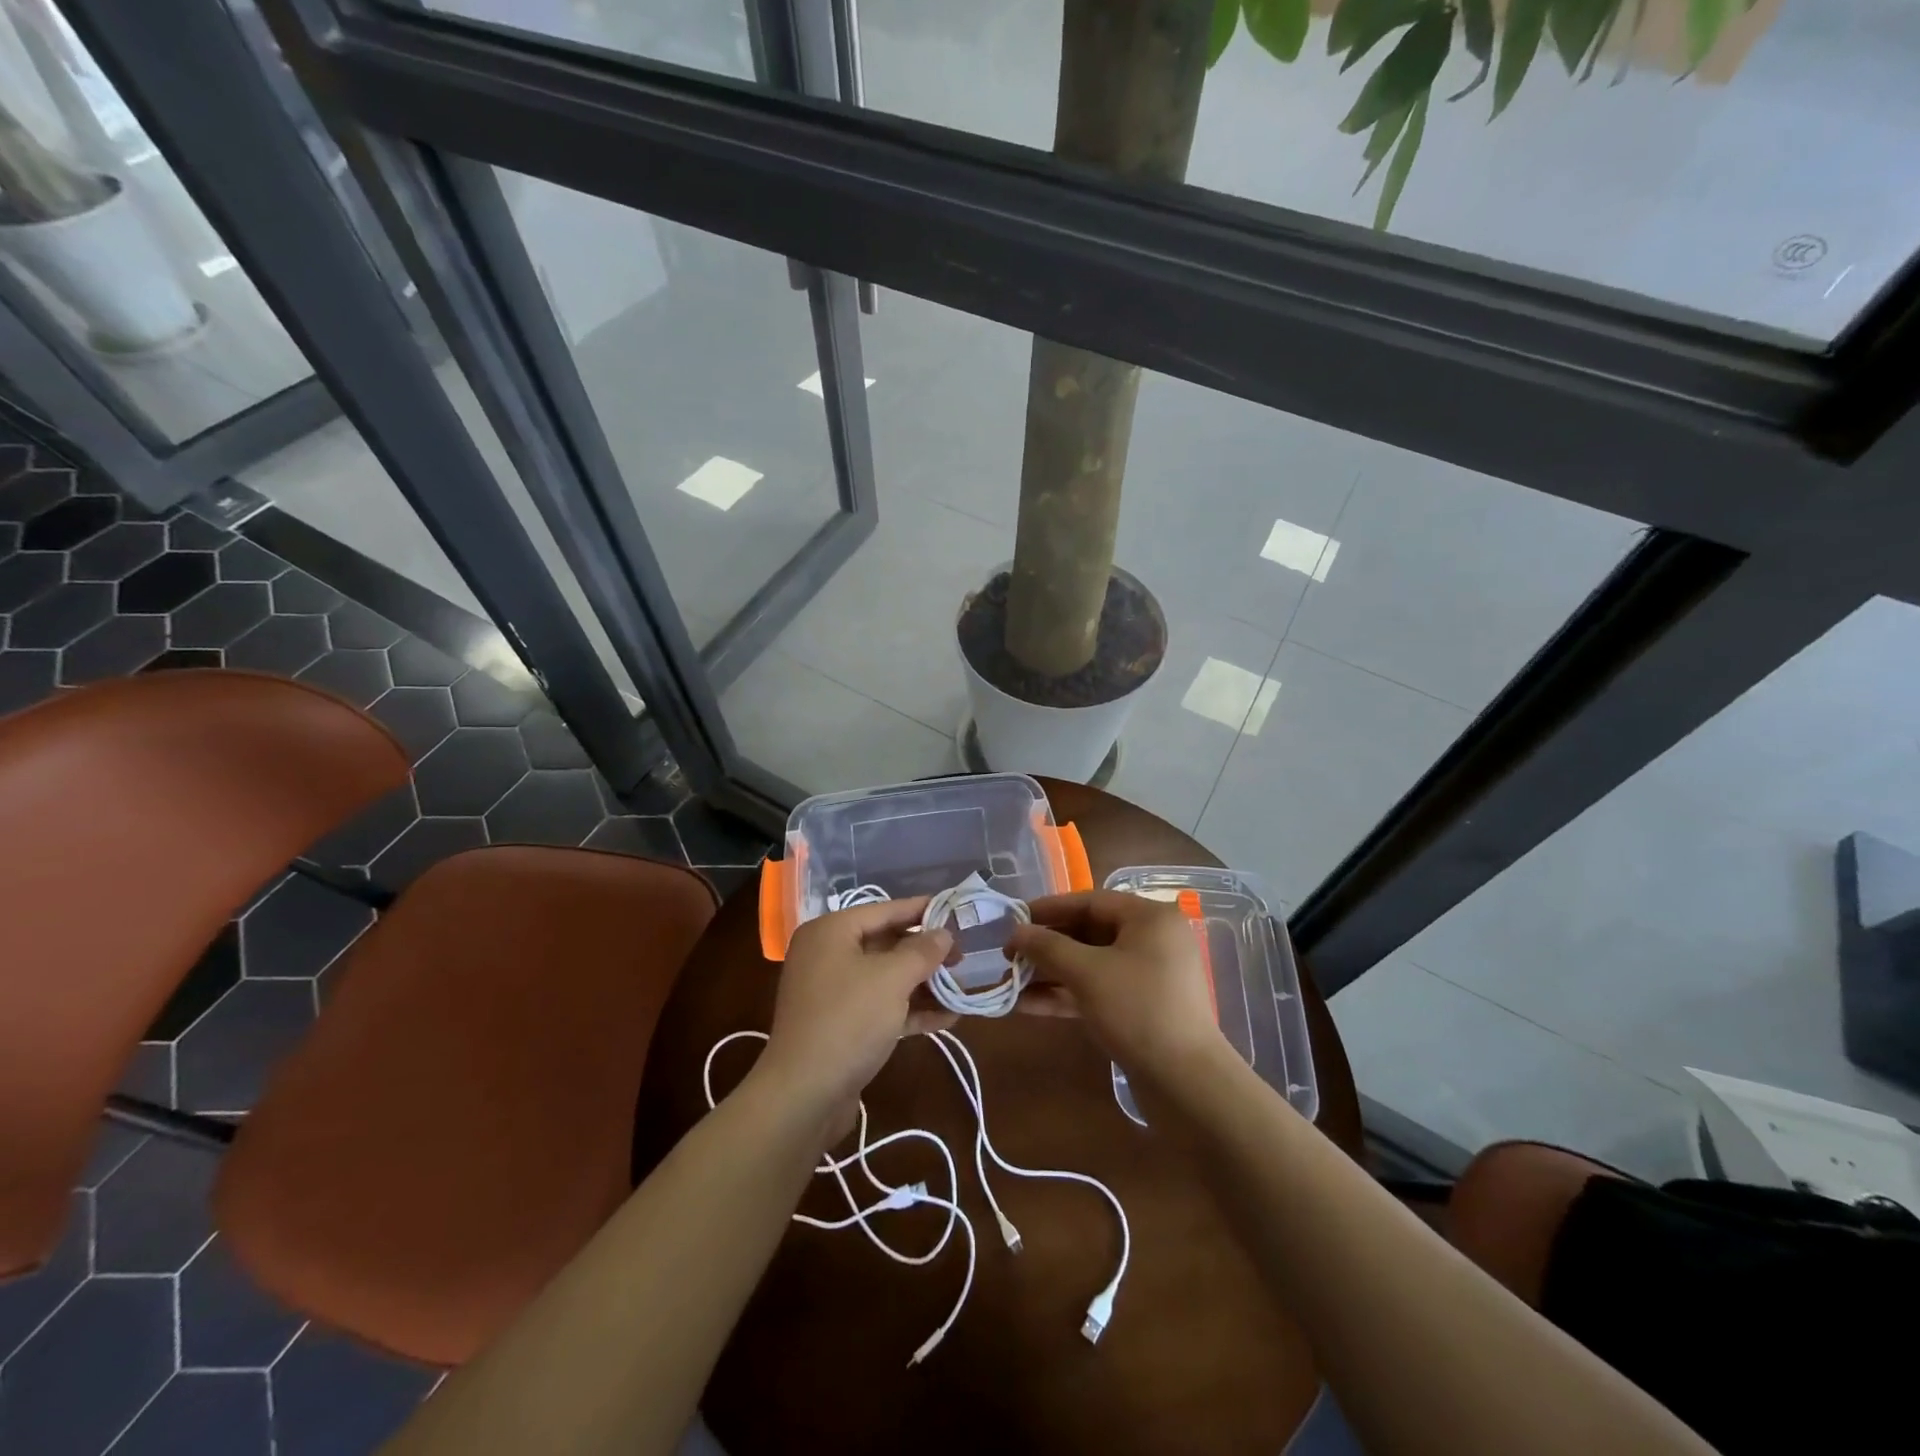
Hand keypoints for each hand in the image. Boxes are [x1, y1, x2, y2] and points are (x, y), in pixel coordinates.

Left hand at [754, 897, 956, 1129]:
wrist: (803, 1095)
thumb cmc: (848, 1020)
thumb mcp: (892, 978)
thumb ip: (922, 951)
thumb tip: (944, 933)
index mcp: (831, 932)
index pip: (885, 910)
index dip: (922, 910)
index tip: (956, 910)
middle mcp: (828, 956)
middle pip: (886, 944)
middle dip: (926, 953)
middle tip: (963, 957)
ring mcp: (833, 993)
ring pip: (886, 978)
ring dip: (923, 984)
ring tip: (961, 988)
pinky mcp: (841, 1026)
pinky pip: (881, 1007)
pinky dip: (910, 1010)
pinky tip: (948, 1018)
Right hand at [1007, 890, 1229, 1086]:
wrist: (1187, 1084)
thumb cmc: (1138, 1010)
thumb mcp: (1087, 973)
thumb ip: (1047, 947)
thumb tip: (1015, 931)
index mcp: (1150, 918)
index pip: (1090, 901)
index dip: (1048, 909)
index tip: (1014, 919)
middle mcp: (1152, 940)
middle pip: (1089, 932)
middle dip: (1046, 946)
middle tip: (1009, 955)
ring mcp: (1148, 976)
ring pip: (1090, 964)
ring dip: (1050, 973)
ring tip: (1009, 982)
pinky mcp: (1141, 1007)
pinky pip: (1098, 990)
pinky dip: (1066, 995)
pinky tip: (1026, 1005)